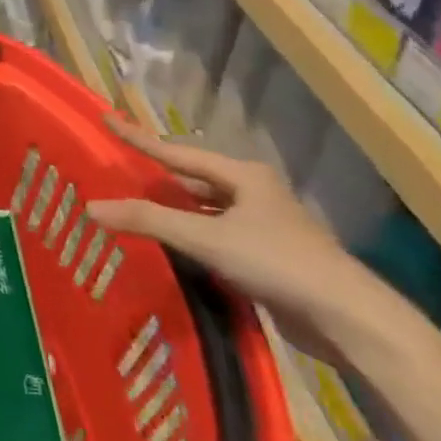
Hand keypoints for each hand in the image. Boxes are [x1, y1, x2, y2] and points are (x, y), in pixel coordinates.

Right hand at [86, 118, 397, 358]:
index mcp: (243, 175)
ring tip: (135, 209)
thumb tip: (91, 207)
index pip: (177, 152)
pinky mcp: (268, 258)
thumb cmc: (278, 262)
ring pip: (205, 210)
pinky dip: (190, 238)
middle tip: (119, 174)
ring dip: (174, 211)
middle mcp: (254, 194)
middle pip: (193, 179)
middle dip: (157, 178)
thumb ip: (149, 221)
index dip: (139, 138)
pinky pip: (216, 237)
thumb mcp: (207, 237)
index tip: (107, 120)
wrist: (349, 320)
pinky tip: (170, 248)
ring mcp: (264, 227)